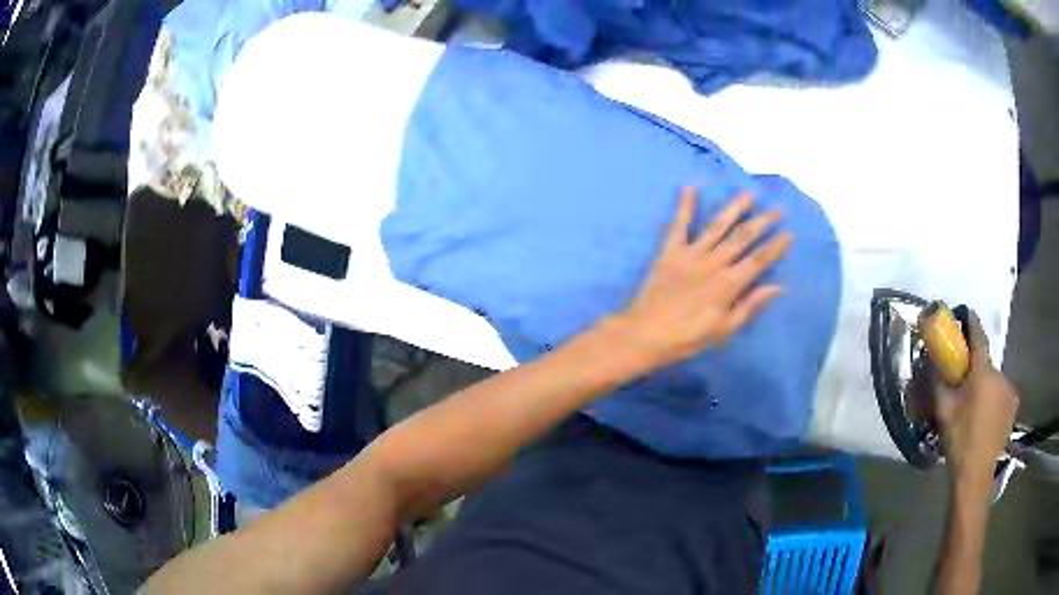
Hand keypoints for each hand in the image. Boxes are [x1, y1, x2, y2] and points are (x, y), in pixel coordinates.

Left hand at [606, 187, 791, 370]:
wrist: (644, 335)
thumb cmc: (687, 338)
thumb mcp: (724, 330)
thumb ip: (750, 306)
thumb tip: (777, 287)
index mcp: (728, 284)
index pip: (759, 260)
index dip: (775, 246)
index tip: (788, 233)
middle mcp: (713, 263)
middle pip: (742, 237)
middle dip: (762, 222)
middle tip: (777, 209)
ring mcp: (690, 255)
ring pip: (717, 226)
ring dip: (734, 209)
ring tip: (748, 194)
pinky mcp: (669, 252)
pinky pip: (678, 226)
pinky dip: (684, 206)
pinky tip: (689, 188)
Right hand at [934, 308, 1019, 484]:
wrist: (975, 475)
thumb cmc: (959, 440)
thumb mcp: (943, 411)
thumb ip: (938, 382)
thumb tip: (931, 360)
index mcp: (983, 372)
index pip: (978, 336)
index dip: (971, 323)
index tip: (965, 314)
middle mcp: (1000, 375)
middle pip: (986, 364)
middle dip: (976, 370)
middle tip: (964, 386)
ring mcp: (1009, 391)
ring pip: (994, 381)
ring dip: (985, 387)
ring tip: (975, 408)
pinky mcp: (1013, 406)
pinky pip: (1001, 394)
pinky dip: (994, 399)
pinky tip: (986, 418)